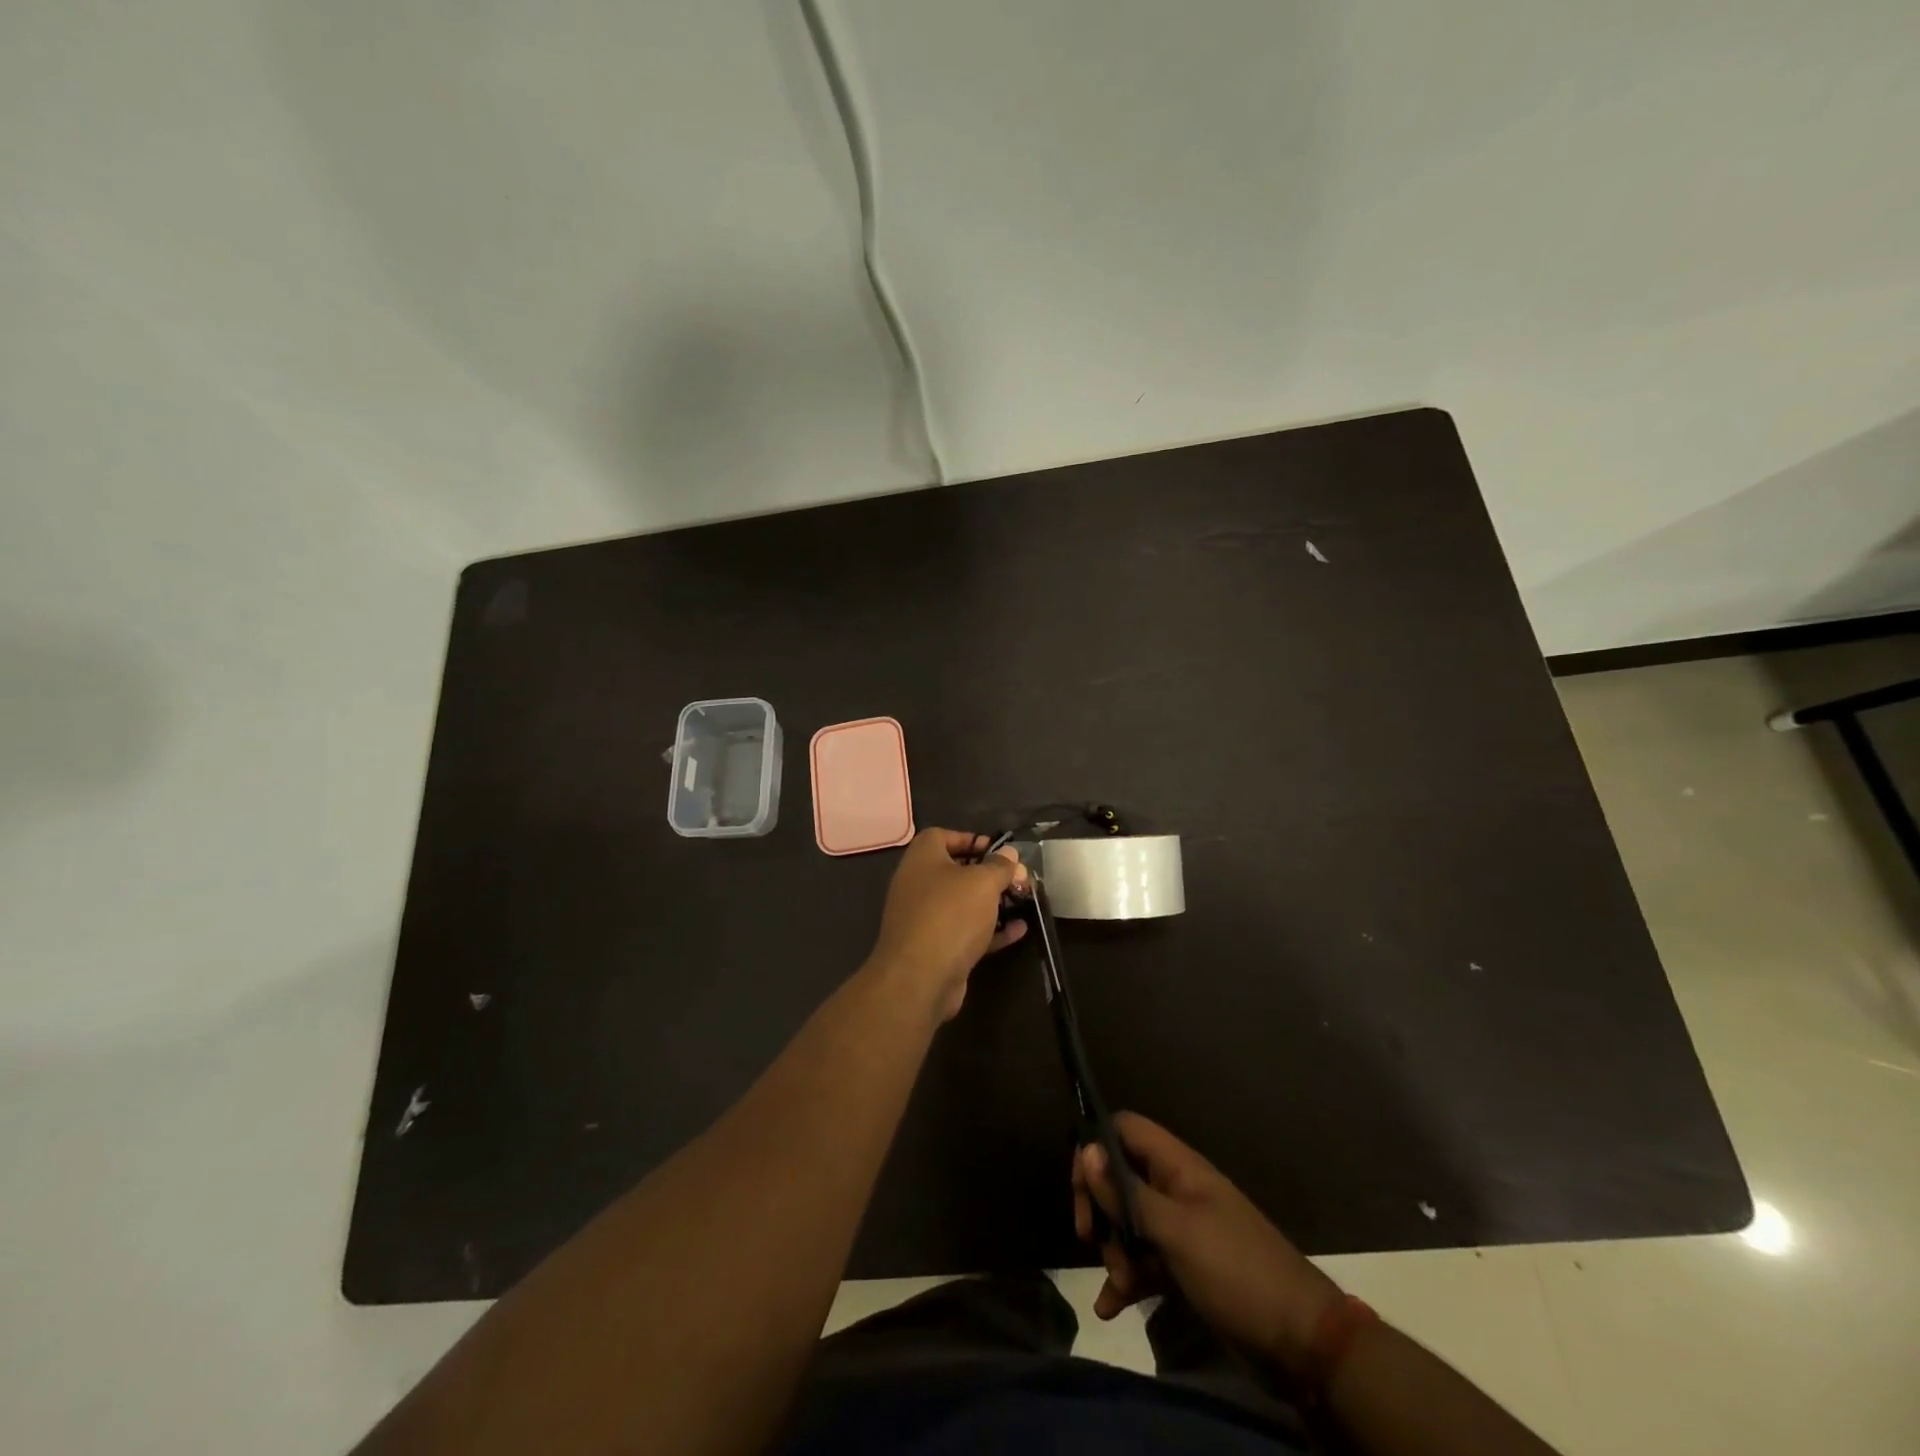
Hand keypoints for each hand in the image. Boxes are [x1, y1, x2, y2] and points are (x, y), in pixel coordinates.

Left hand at [867, 829, 1029, 1021]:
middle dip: (989, 873)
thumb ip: (999, 866)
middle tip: (1016, 878)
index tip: (997, 849)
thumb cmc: (950, 914)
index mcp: (922, 858)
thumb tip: (1009, 853)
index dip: (970, 838)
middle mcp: (918, 884)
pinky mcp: (936, 947)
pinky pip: (967, 931)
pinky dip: (991, 930)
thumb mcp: (982, 882)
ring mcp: (926, 918)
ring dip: (993, 903)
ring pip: (964, 904)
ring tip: (1023, 901)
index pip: (942, 836)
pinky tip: (1019, 930)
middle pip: (956, 871)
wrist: (920, 977)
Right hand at [1074, 1112, 1343, 1376]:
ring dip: (1115, 1251)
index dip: (1096, 1147)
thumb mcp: (1176, 1232)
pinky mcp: (1187, 1266)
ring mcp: (1182, 1228)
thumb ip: (1128, 1193)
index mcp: (1178, 1166)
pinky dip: (1127, 1280)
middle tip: (1090, 1239)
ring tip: (1119, 1286)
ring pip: (1130, 1222)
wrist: (1304, 1342)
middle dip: (1101, 1208)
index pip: (1125, 1129)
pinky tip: (1110, 1307)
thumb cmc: (1236, 1272)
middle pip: (1121, 1177)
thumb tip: (1086, 1148)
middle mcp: (1177, 1189)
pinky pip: (1146, 1261)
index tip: (1080, 1187)